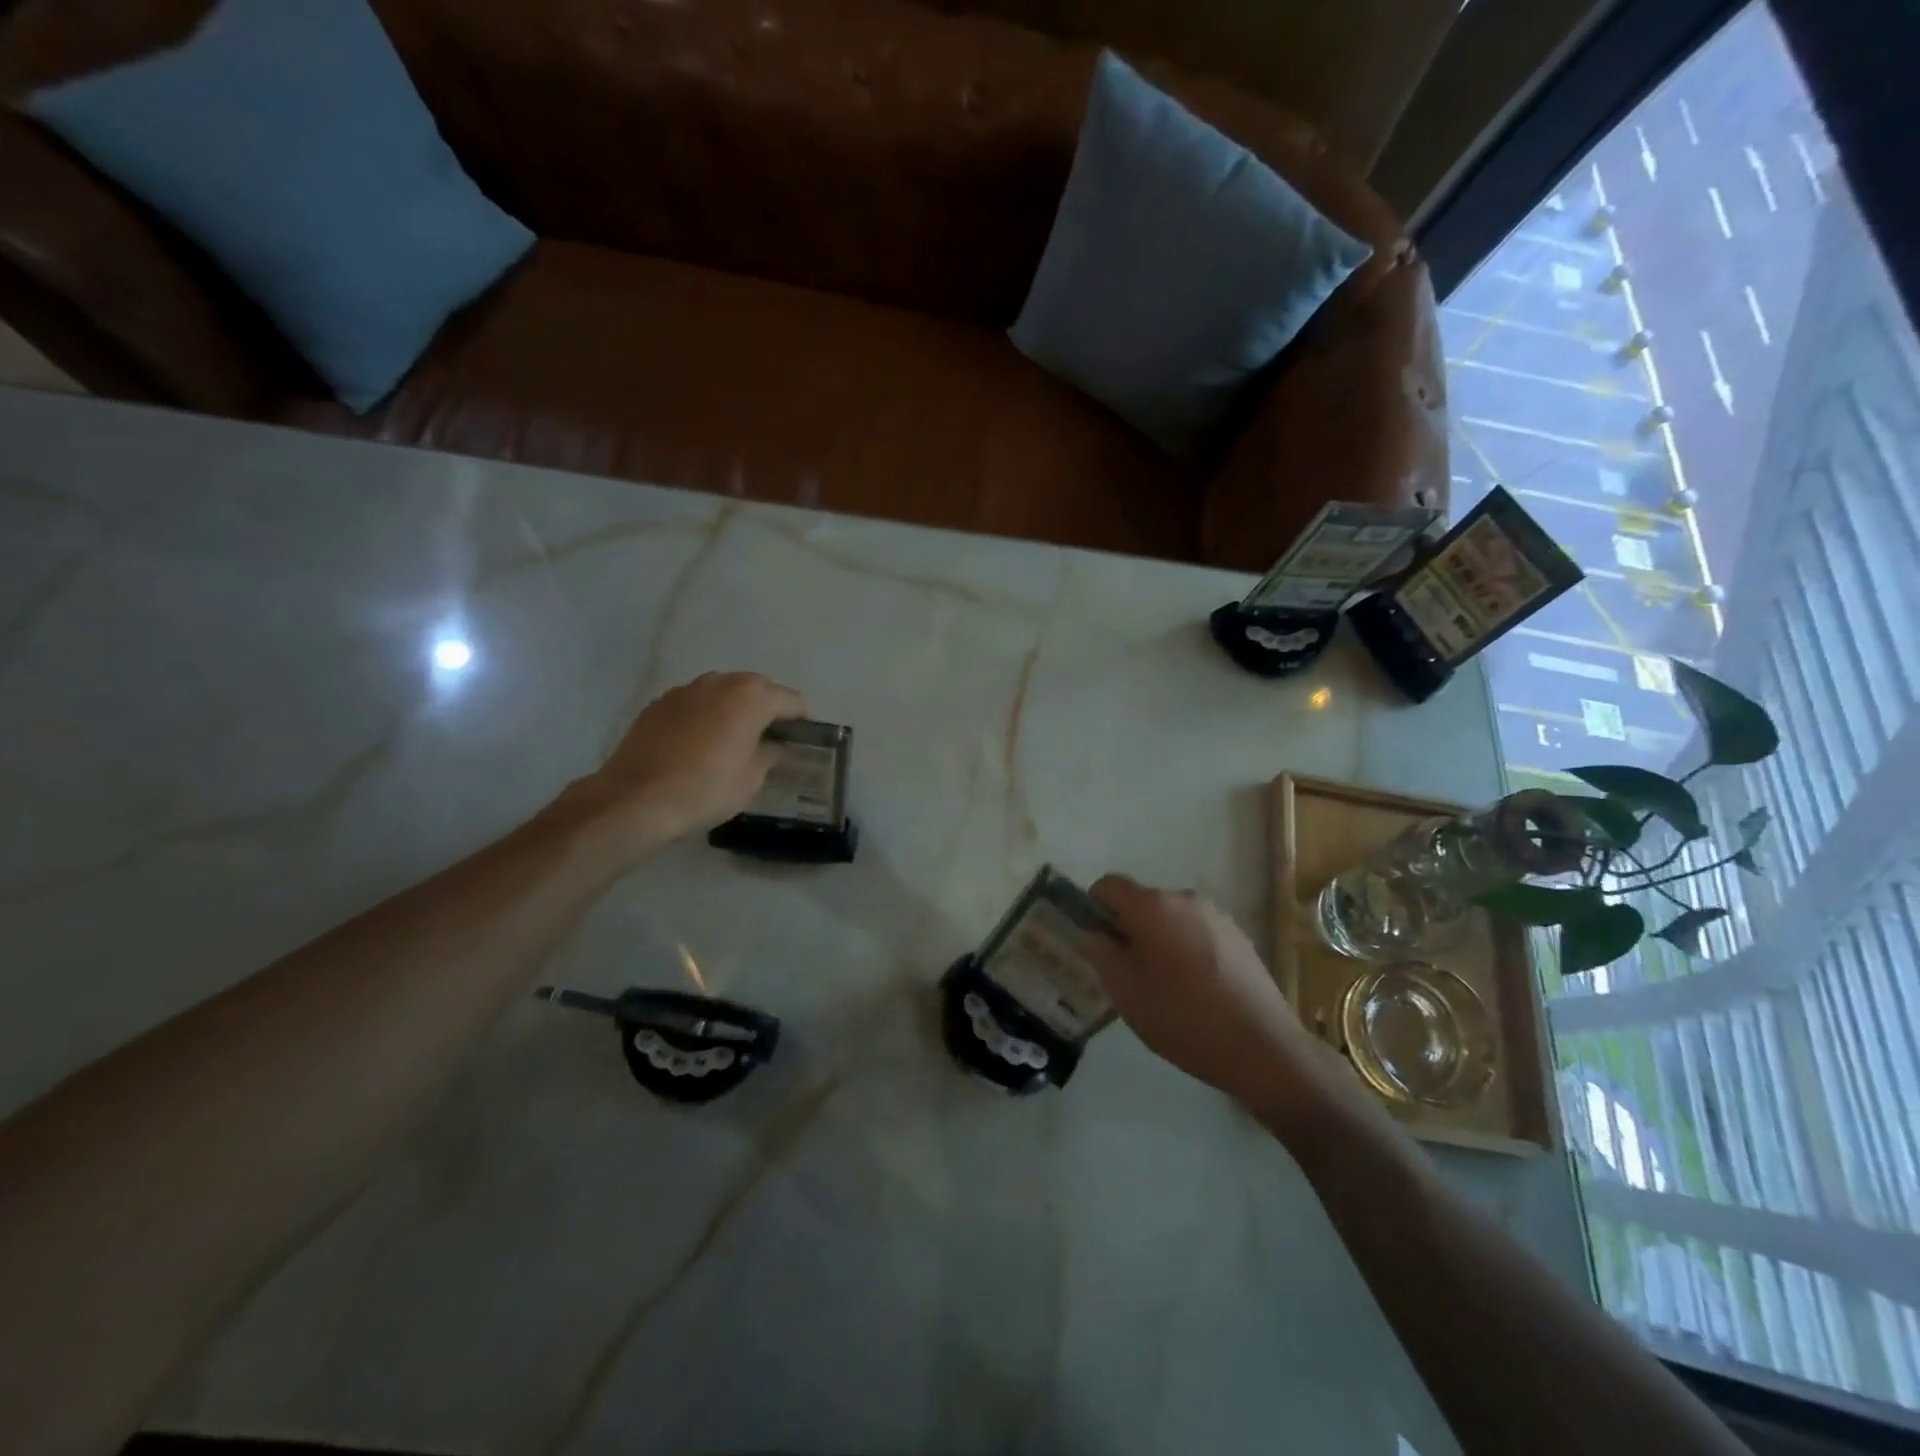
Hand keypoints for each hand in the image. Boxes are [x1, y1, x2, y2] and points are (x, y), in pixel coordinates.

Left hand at [573, 671, 806, 849]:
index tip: (801, 741)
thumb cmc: (706, 789)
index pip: (791, 700)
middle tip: (769, 740)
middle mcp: (721, 682)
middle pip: (757, 689)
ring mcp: (686, 689)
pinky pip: (695, 703)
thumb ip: (769, 755)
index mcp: (751, 697)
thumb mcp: (751, 779)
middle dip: (767, 709)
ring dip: (734, 709)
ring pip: (723, 692)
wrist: (635, 799)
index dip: (801, 720)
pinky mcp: (659, 703)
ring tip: (733, 739)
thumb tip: (773, 746)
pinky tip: (699, 744)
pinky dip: (705, 715)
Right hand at [1082, 875, 1346, 1118]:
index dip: (1093, 906)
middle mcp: (1184, 899)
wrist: (1261, 1047)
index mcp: (1151, 906)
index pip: (1109, 884)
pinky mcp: (1239, 937)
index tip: (1094, 941)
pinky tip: (1195, 990)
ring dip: (1158, 940)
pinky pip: (1197, 933)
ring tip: (1162, 986)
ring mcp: (1216, 916)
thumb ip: (1100, 953)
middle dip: (1127, 928)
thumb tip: (1093, 933)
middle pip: (1142, 902)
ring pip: (1171, 919)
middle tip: (1125, 972)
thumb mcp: (1125, 991)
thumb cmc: (1181, 1017)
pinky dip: (1186, 950)